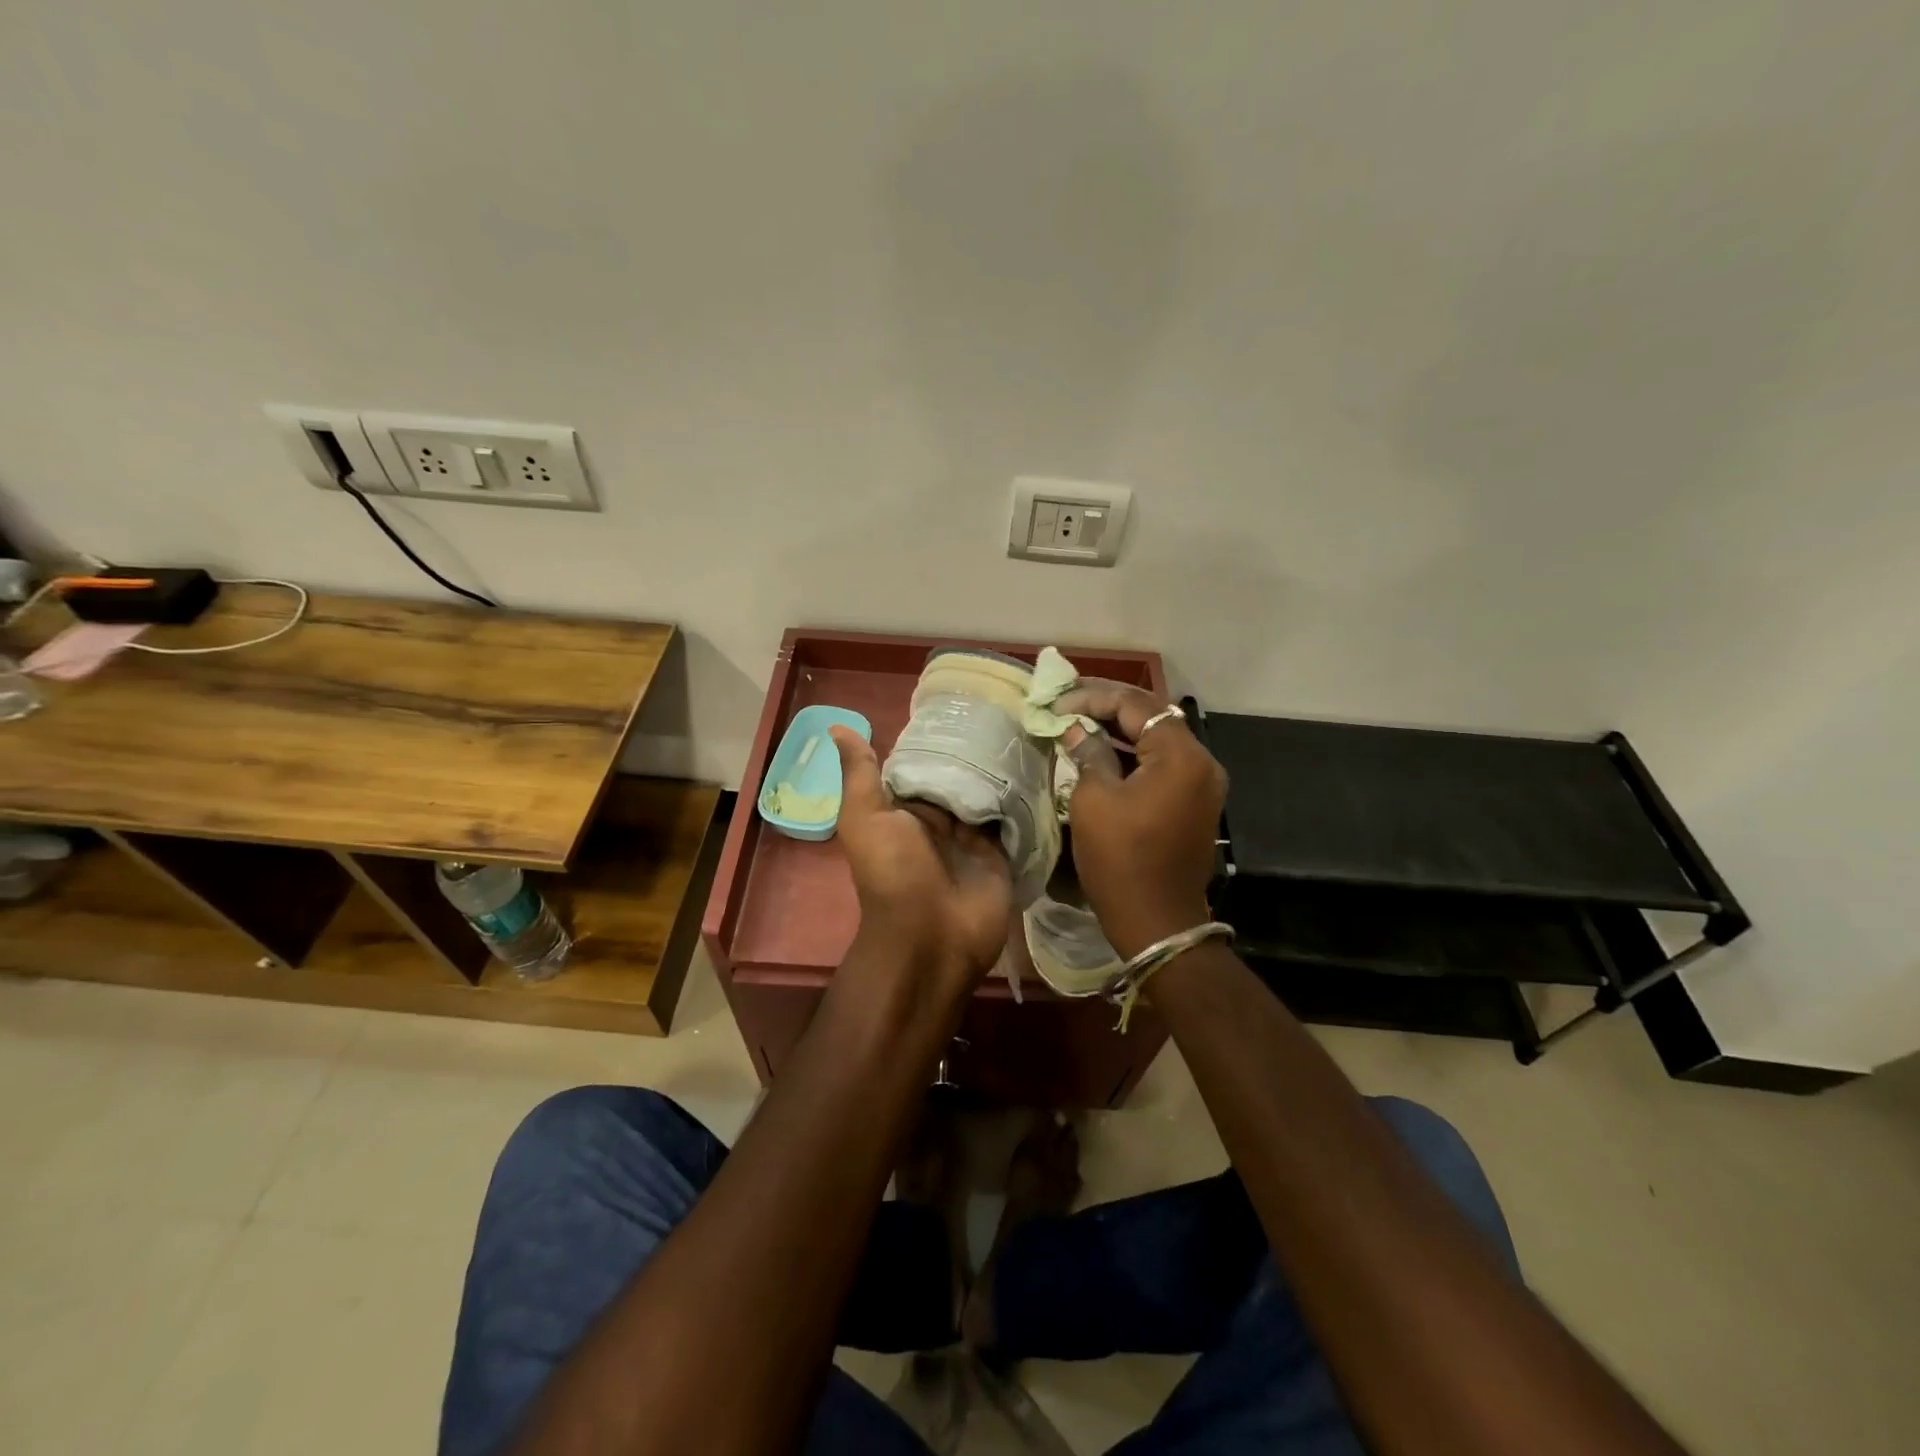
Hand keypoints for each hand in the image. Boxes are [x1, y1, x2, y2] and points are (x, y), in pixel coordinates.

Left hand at [830, 726, 1012, 987]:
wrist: (931, 938)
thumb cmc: (894, 874)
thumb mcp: (867, 820)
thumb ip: (860, 775)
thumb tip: (837, 726)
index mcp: (905, 809)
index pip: (923, 764)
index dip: (938, 737)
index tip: (962, 702)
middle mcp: (940, 819)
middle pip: (960, 775)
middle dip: (978, 749)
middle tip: (1007, 709)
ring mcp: (973, 836)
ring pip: (989, 792)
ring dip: (1005, 768)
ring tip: (1030, 726)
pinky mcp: (1002, 852)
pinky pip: (1014, 817)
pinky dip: (1024, 795)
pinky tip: (1041, 761)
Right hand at [1053, 683, 1227, 958]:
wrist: (1158, 924)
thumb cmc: (1121, 860)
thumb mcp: (1094, 801)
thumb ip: (1087, 753)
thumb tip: (1074, 729)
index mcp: (1181, 756)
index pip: (1135, 705)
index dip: (1092, 697)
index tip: (1056, 701)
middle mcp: (1201, 762)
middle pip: (1151, 717)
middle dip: (1107, 707)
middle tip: (1066, 703)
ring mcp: (1202, 784)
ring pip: (1157, 740)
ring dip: (1119, 730)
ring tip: (1077, 721)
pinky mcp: (1194, 803)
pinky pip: (1162, 764)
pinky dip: (1132, 754)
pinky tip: (1100, 751)